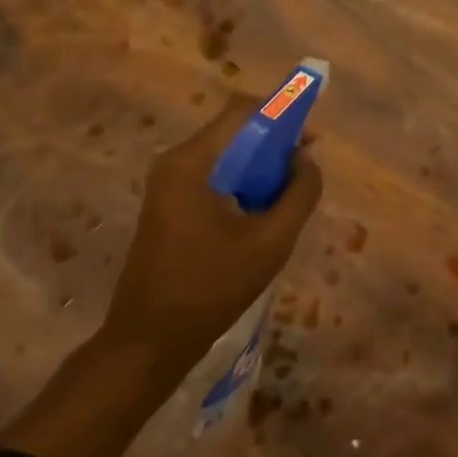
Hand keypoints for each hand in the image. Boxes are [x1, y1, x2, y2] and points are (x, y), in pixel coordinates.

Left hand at [106, 95, 323, 375]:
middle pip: (234, 132)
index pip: (243, 111)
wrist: (147, 345)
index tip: (310, 141)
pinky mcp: (168, 206)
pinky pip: (213, 177)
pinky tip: (259, 216)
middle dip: (274, 145)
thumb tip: (306, 159)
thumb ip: (299, 193)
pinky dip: (241, 185)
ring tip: (286, 199)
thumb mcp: (270, 242)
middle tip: (304, 173)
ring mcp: (167, 185)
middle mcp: (175, 162)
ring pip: (226, 156)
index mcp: (192, 162)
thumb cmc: (210, 289)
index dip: (282, 115)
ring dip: (259, 168)